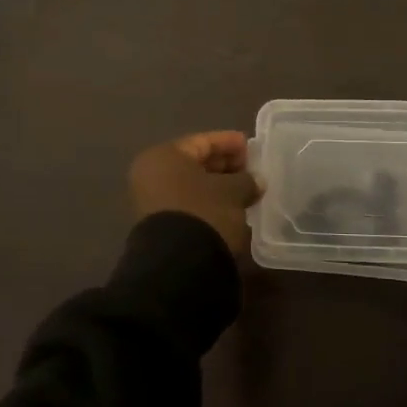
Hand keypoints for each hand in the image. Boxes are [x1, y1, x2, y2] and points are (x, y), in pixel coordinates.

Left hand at [129, 130, 263, 255]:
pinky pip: (188, 204)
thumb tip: (256, 181)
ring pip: (191, 186)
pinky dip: (208, 203)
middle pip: (194, 163)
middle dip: (224, 166)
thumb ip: (246, 180)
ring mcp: (151, 202)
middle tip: (250, 170)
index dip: (229, 142)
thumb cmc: (205, 212)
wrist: (178, 265)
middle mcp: (151, 174)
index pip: (202, 142)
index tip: (251, 147)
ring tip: (245, 190)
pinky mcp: (158, 226)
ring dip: (218, 186)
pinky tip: (230, 208)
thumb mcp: (233, 192)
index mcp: (164, 156)